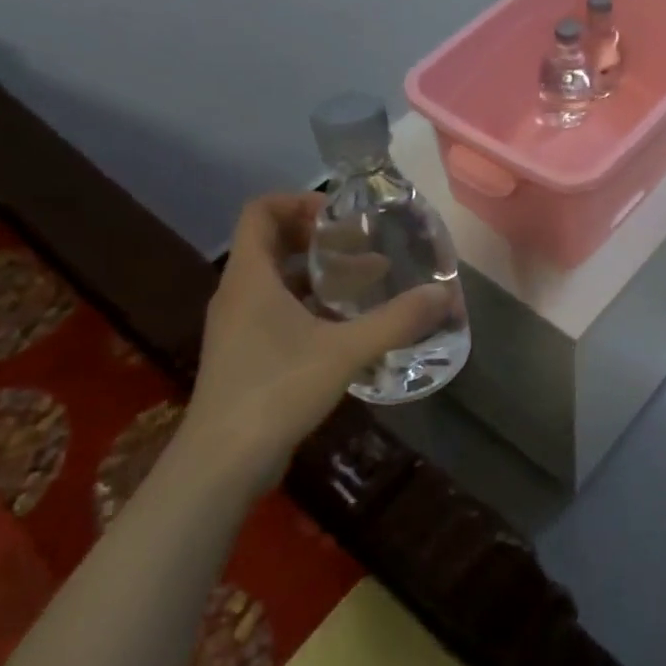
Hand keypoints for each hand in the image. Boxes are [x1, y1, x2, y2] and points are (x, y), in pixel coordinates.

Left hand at [183, 192, 449, 488]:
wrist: (222, 463)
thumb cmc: (277, 390)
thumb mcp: (345, 350)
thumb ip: (396, 320)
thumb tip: (444, 295)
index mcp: (250, 278)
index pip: (260, 211)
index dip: (298, 201)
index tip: (341, 215)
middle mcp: (238, 294)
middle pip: (272, 242)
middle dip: (319, 237)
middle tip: (363, 244)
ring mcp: (239, 326)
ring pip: (278, 279)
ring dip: (320, 273)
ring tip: (367, 280)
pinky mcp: (246, 354)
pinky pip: (278, 310)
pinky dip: (312, 304)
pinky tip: (348, 324)